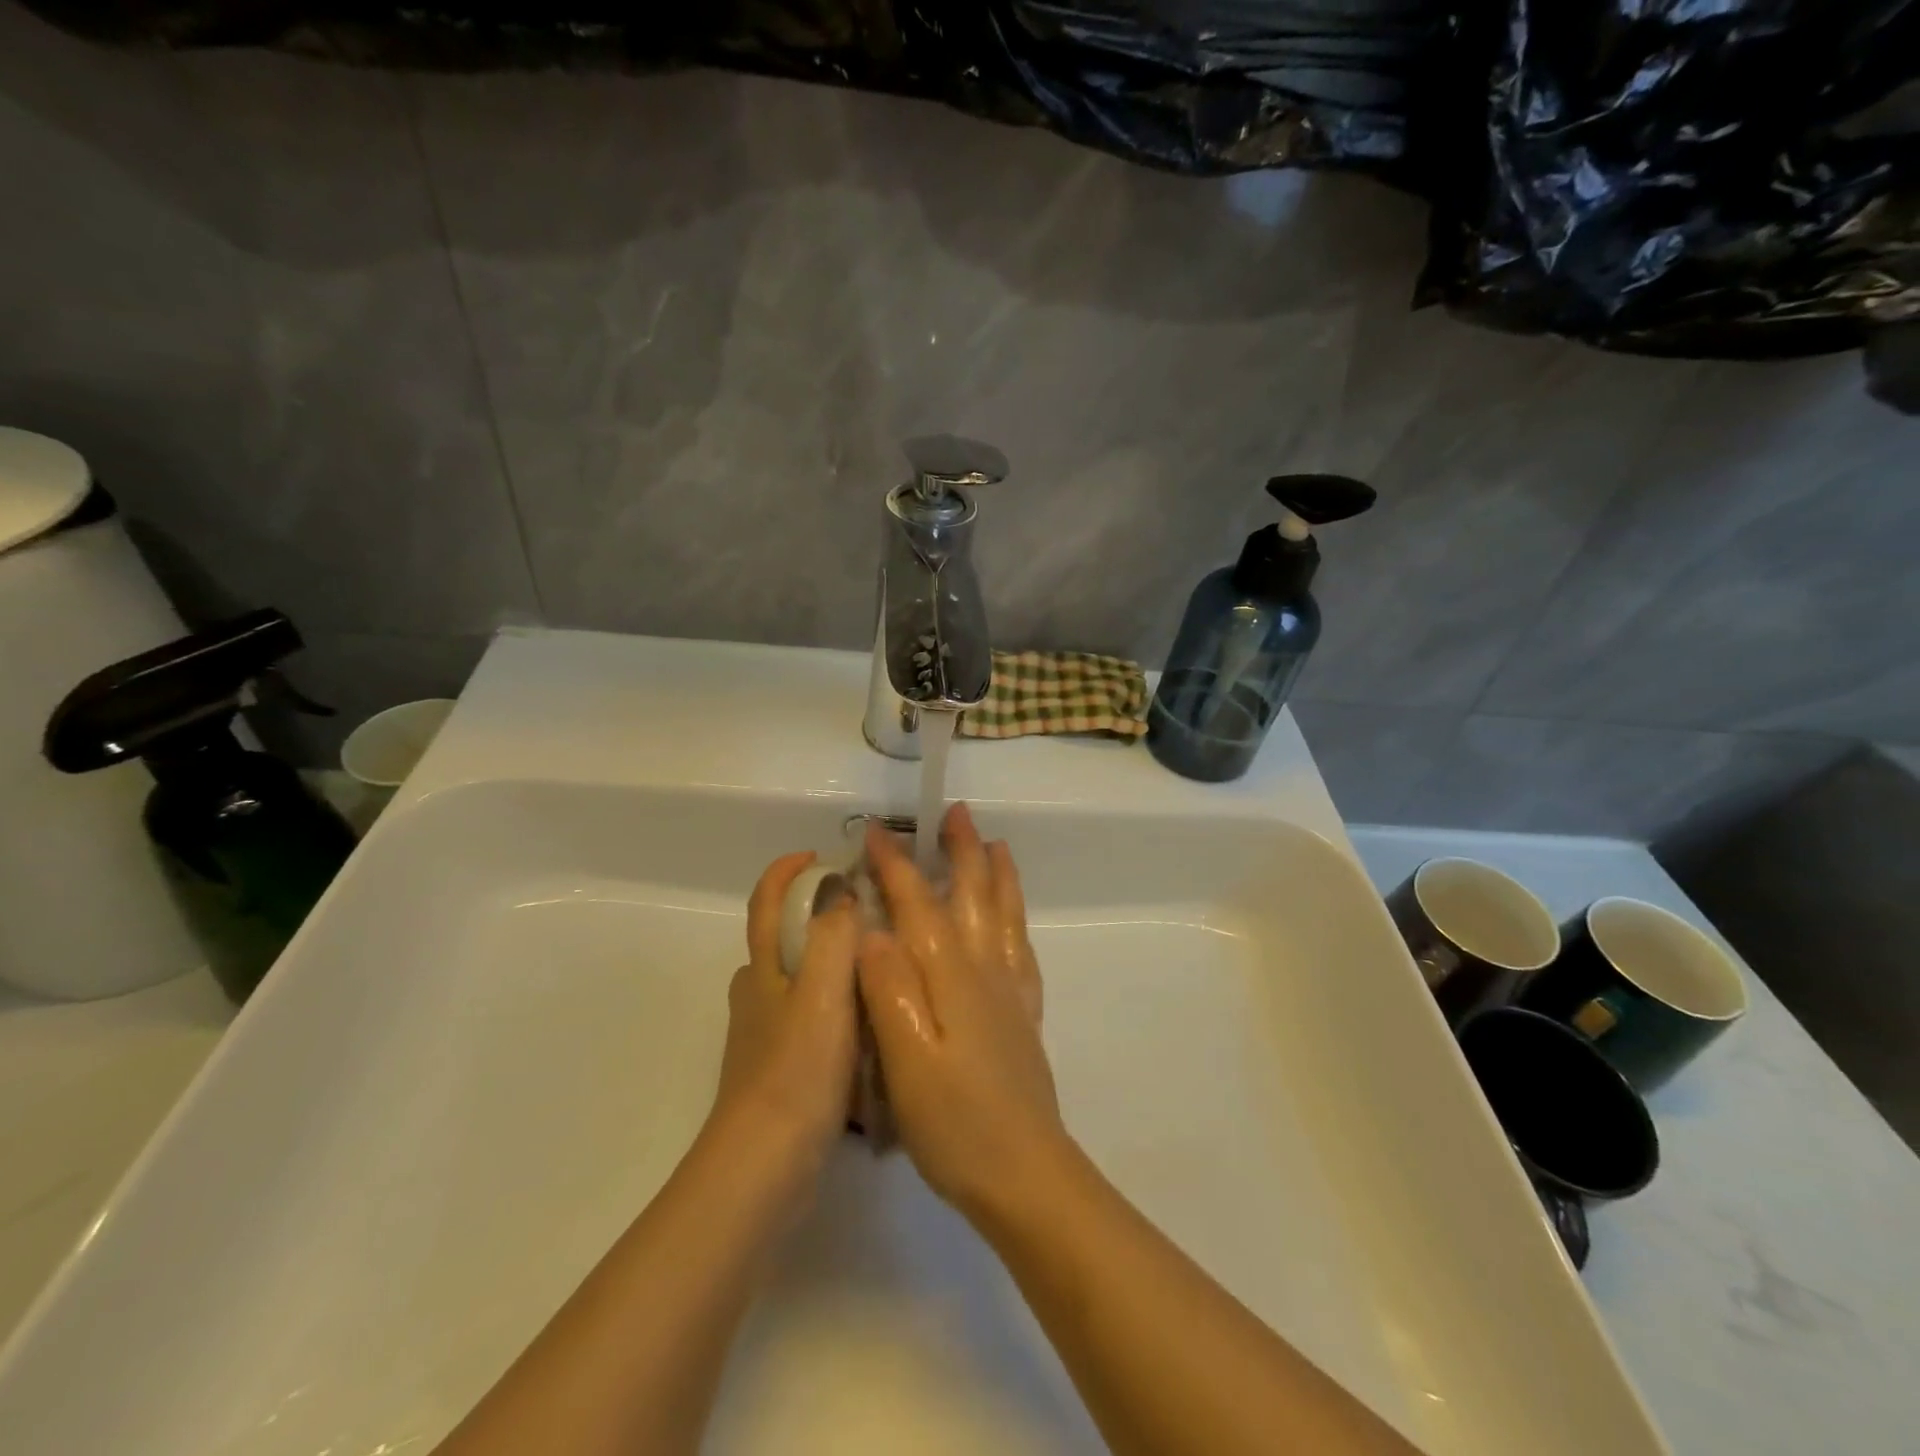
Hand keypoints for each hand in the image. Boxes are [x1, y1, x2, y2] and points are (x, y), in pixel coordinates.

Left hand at [708, 851, 861, 1177]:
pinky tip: (872, 1028)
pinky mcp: (780, 1071)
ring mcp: (766, 1036)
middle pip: (783, 940)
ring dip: (833, 966)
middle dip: (818, 918)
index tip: (822, 856)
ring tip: (883, 969)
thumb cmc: (797, 1071)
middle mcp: (758, 995)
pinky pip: (812, 1022)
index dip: (787, 871)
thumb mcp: (823, 992)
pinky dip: (837, 1010)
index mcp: (763, 969)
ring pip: (801, 983)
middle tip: (871, 916)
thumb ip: (833, 936)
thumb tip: (843, 890)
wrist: (766, 1167)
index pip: (766, 902)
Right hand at [857, 803, 1066, 1217]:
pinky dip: (1017, 919)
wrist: (1025, 1175)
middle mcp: (984, 970)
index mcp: (950, 976)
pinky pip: (1022, 948)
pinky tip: (1012, 919)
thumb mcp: (905, 1061)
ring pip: (1004, 913)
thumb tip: (872, 929)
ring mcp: (1010, 991)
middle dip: (961, 850)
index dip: (896, 865)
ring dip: (995, 873)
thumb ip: (888, 991)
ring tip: (994, 844)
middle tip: (954, 812)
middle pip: (973, 894)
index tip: (875, 832)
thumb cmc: (955, 1124)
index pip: (918, 904)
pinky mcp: (1023, 1015)